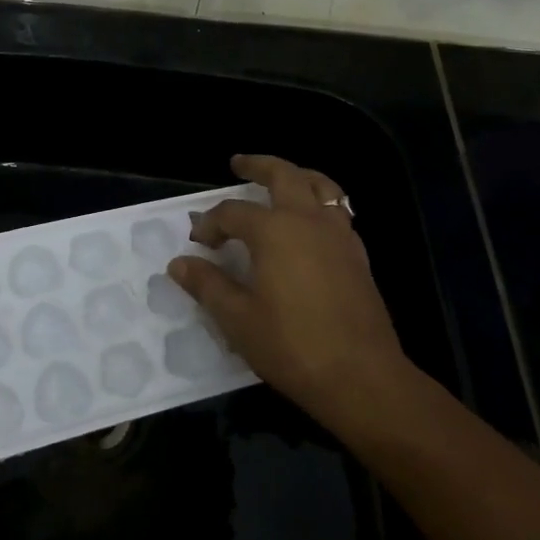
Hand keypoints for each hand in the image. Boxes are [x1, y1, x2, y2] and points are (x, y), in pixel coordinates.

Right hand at [169, 154, 408, 434]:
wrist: (360, 376)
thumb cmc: (292, 346)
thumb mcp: (238, 319)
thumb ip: (208, 285)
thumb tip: (179, 263)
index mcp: (275, 231)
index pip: (233, 213)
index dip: (210, 223)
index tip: (198, 242)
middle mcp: (309, 220)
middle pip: (284, 175)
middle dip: (258, 165)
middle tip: (239, 164)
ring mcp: (339, 234)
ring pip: (320, 185)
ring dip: (297, 176)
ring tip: (281, 179)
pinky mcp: (358, 253)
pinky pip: (338, 210)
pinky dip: (320, 202)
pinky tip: (310, 223)